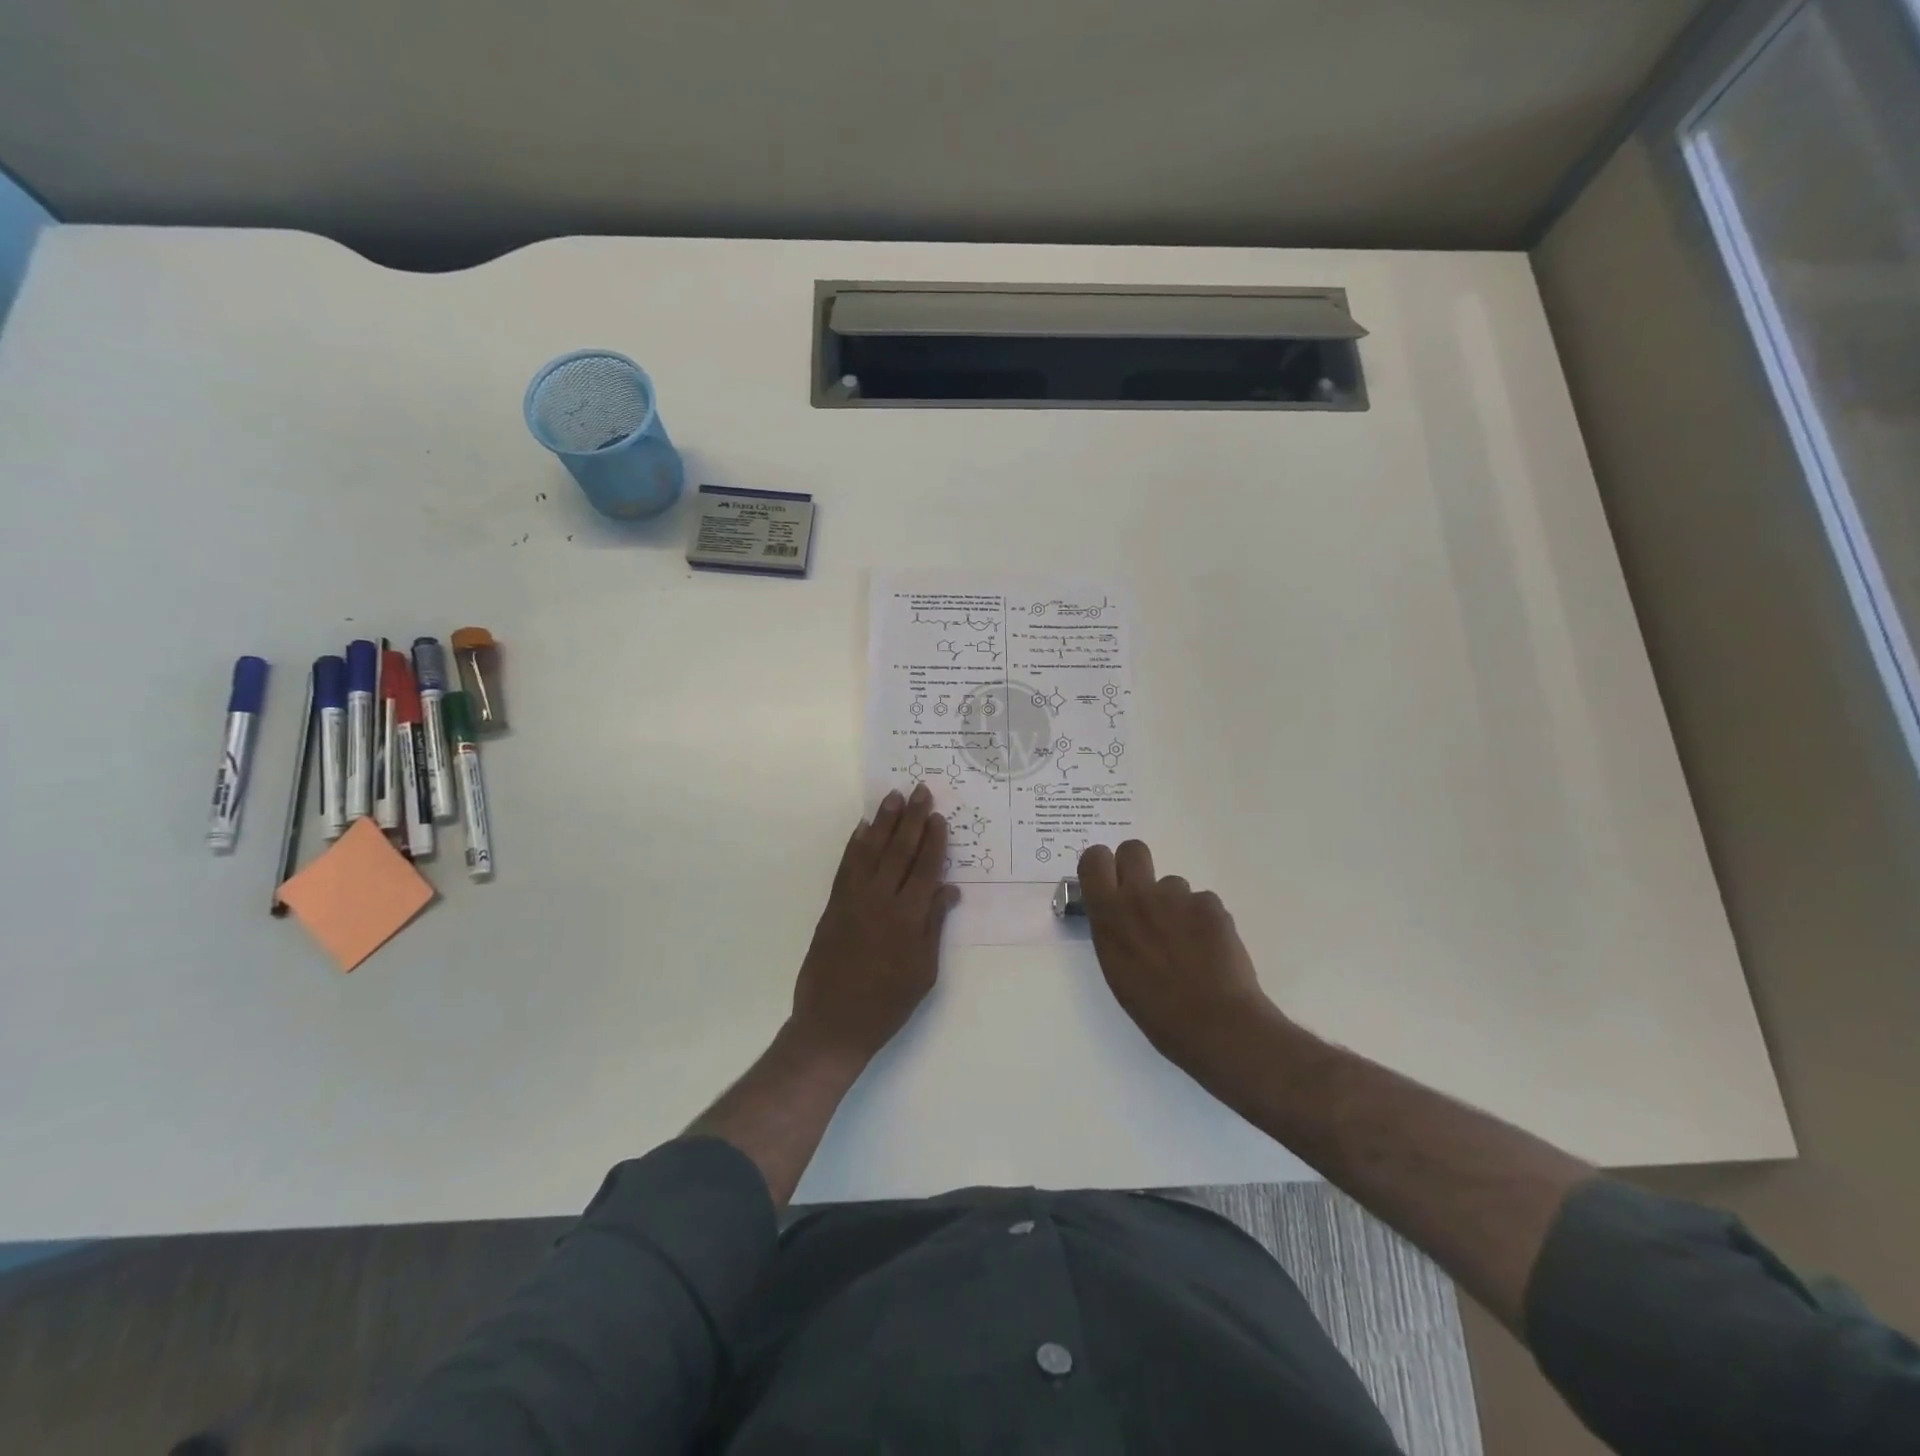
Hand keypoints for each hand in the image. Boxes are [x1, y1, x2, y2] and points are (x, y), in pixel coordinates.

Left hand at [791, 784, 959, 1066]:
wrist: (833, 1024)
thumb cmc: (887, 1003)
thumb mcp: (924, 971)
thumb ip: (934, 926)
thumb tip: (949, 889)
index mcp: (908, 918)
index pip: (925, 868)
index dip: (933, 840)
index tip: (938, 816)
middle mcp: (881, 901)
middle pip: (899, 851)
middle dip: (911, 819)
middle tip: (920, 790)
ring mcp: (853, 900)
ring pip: (871, 851)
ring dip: (883, 822)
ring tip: (893, 797)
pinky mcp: (833, 905)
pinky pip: (846, 867)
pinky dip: (854, 845)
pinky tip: (862, 828)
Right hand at [1078, 840, 1278, 1079]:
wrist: (1214, 1023)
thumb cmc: (1155, 1009)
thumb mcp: (1116, 969)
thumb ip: (1114, 931)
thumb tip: (1120, 917)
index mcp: (1108, 914)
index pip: (1094, 858)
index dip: (1102, 865)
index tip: (1109, 881)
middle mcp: (1139, 895)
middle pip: (1133, 849)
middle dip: (1137, 866)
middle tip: (1146, 898)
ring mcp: (1178, 897)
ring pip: (1173, 884)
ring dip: (1176, 905)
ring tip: (1188, 944)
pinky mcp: (1210, 904)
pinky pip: (1202, 902)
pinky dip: (1204, 921)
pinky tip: (1211, 950)